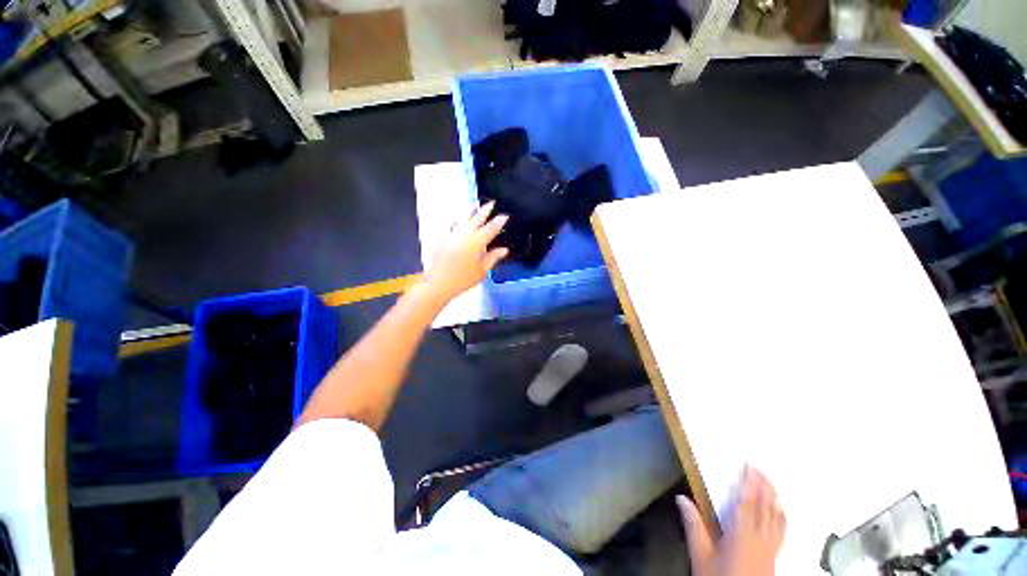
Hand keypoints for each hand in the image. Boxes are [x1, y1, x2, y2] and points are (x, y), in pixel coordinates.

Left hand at [421, 201, 508, 304]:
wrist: (438, 282)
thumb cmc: (463, 278)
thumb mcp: (483, 270)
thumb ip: (493, 257)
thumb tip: (504, 250)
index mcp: (478, 241)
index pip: (491, 228)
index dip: (499, 221)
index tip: (504, 216)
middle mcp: (465, 233)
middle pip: (477, 218)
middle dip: (485, 210)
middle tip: (491, 203)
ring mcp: (453, 233)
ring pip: (464, 218)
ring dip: (471, 211)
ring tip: (475, 205)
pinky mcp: (443, 237)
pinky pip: (452, 225)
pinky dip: (458, 221)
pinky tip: (458, 221)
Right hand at [677, 466, 785, 575]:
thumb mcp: (701, 556)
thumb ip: (694, 526)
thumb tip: (682, 498)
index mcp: (741, 535)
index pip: (747, 504)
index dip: (749, 484)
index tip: (749, 467)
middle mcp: (760, 539)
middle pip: (765, 508)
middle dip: (764, 487)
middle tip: (761, 469)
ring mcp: (770, 549)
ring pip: (776, 519)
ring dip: (774, 499)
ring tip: (772, 484)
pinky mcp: (775, 557)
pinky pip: (782, 532)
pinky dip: (782, 518)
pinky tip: (781, 512)